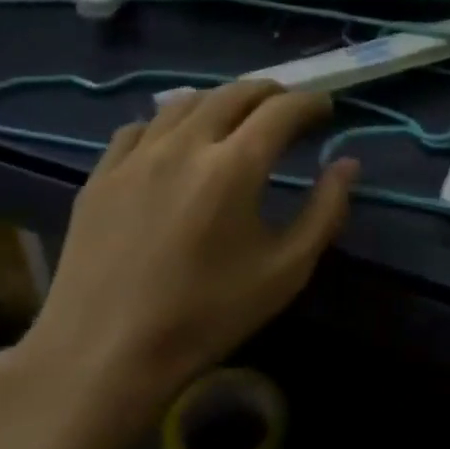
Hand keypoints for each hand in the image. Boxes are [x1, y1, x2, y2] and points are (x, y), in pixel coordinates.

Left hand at [11, 82, 357, 425]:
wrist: (103, 355)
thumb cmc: (207, 315)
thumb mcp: (286, 270)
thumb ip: (325, 210)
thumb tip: (348, 164)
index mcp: (234, 167)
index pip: (282, 110)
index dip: (311, 103)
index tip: (326, 110)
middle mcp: (184, 146)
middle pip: (234, 93)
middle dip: (271, 93)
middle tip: (290, 109)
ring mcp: (135, 157)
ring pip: (185, 102)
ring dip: (222, 101)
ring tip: (238, 120)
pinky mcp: (101, 176)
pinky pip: (141, 127)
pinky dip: (171, 123)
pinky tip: (177, 144)